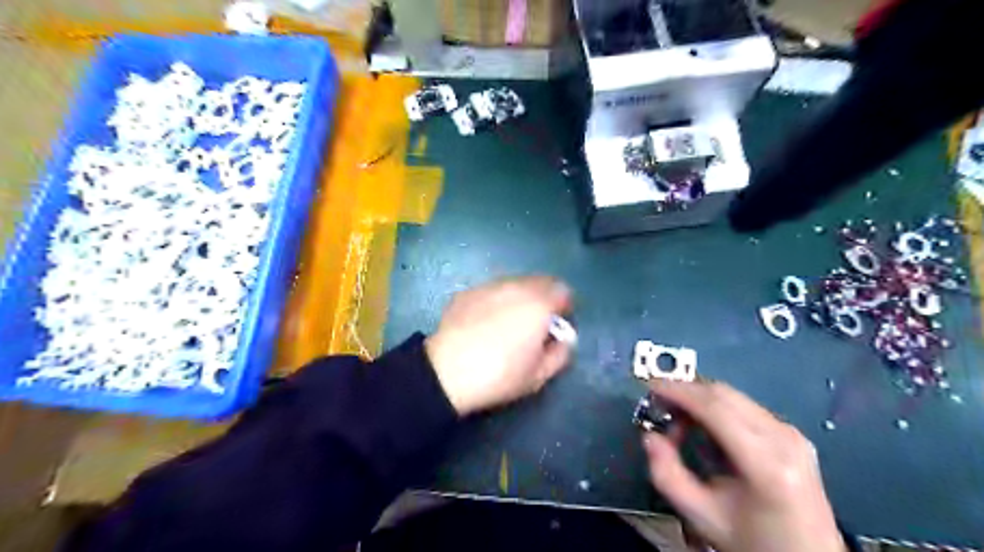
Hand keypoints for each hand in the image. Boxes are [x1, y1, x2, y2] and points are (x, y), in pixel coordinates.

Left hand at [426, 278, 577, 415]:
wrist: (446, 372)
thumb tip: (563, 340)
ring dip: (520, 297)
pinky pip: (492, 291)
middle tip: (537, 323)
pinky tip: (485, 322)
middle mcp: (516, 287)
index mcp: (539, 304)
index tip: (558, 324)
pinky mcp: (467, 292)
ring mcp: (489, 286)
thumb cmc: (499, 375)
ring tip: (510, 322)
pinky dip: (497, 301)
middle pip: (540, 281)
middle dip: (544, 298)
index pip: (563, 291)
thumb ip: (561, 353)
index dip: (564, 307)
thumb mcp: (539, 375)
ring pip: (515, 283)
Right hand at [648, 381, 844, 551]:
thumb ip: (667, 475)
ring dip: (699, 400)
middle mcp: (783, 438)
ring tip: (679, 423)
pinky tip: (704, 428)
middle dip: (685, 392)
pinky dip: (716, 408)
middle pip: (724, 394)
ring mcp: (791, 433)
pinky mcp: (791, 433)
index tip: (650, 387)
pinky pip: (744, 406)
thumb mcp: (702, 516)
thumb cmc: (753, 541)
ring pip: (733, 396)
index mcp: (765, 463)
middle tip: (659, 406)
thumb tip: (650, 437)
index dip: (679, 391)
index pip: (715, 408)